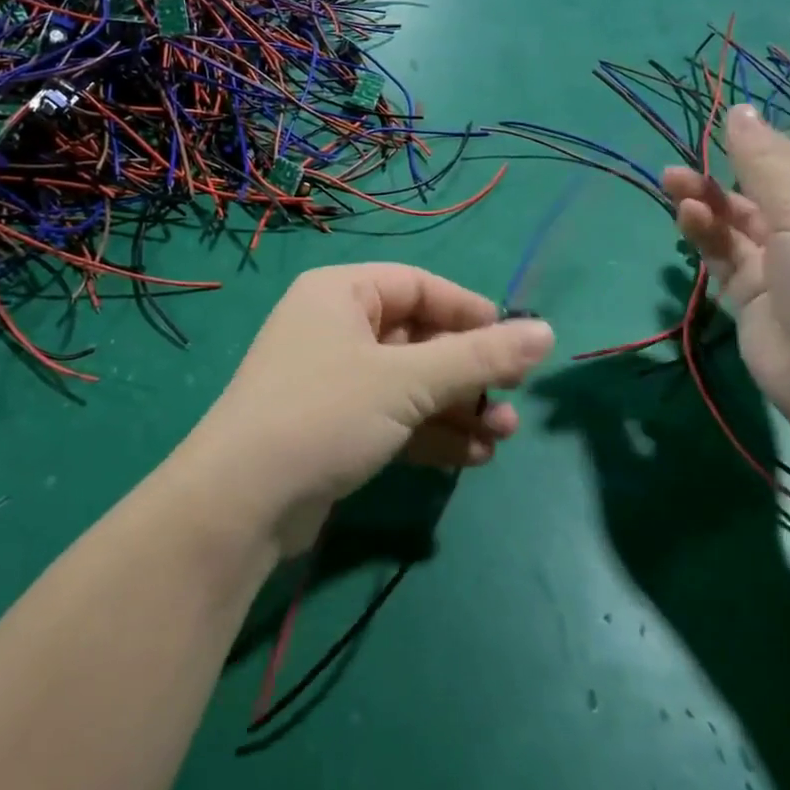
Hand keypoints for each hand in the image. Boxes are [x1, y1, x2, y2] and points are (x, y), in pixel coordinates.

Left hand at [183, 264, 554, 552]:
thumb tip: (547, 332)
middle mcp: (335, 327)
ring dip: (457, 407)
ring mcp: (332, 380)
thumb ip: (479, 357)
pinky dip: (431, 433)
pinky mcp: (333, 426)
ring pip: (410, 383)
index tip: (517, 343)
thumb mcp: (408, 381)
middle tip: (514, 400)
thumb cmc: (326, 413)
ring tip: (503, 436)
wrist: (242, 503)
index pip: (420, 286)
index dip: (470, 312)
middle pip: (418, 338)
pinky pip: (393, 417)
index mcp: (342, 293)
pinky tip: (473, 457)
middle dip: (469, 372)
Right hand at [662, 65, 789, 453]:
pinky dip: (707, 231)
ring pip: (747, 213)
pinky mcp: (759, 290)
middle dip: (748, 154)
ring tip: (672, 179)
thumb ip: (767, 162)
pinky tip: (686, 216)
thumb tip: (738, 113)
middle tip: (707, 133)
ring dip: (712, 194)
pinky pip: (728, 249)